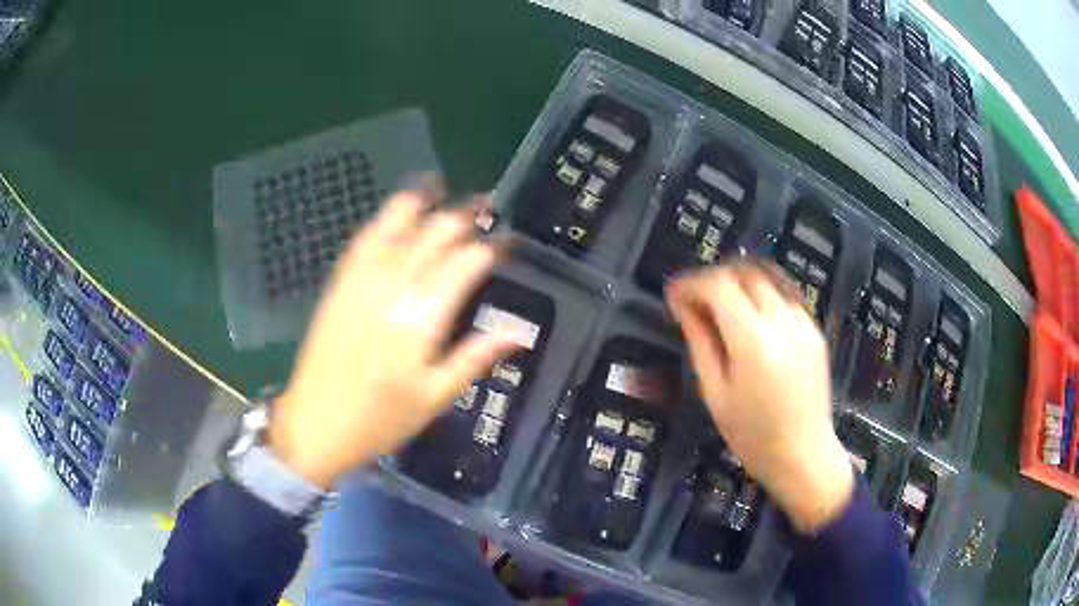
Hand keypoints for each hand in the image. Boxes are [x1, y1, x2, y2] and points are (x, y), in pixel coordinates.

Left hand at [268, 184, 520, 489]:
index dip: (490, 248)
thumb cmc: (380, 419)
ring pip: (395, 228)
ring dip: (421, 204)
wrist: (315, 424)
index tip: (507, 243)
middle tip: (485, 208)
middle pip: (433, 237)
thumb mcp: (435, 397)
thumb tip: (519, 332)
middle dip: (462, 217)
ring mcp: (360, 281)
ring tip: (440, 187)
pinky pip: (363, 240)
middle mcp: (391, 288)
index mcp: (421, 318)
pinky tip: (394, 212)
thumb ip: (475, 358)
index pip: (464, 265)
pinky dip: (382, 220)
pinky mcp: (339, 284)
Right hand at [666, 261, 853, 532]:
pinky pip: (784, 294)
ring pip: (767, 277)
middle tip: (693, 298)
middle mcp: (782, 320)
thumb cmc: (752, 435)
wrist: (803, 454)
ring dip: (738, 280)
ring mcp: (803, 321)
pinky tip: (749, 316)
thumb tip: (684, 306)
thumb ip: (700, 342)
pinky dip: (761, 293)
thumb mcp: (715, 393)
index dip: (691, 284)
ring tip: (719, 302)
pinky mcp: (814, 329)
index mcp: (753, 340)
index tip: (673, 296)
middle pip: (744, 272)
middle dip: (713, 277)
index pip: (719, 285)